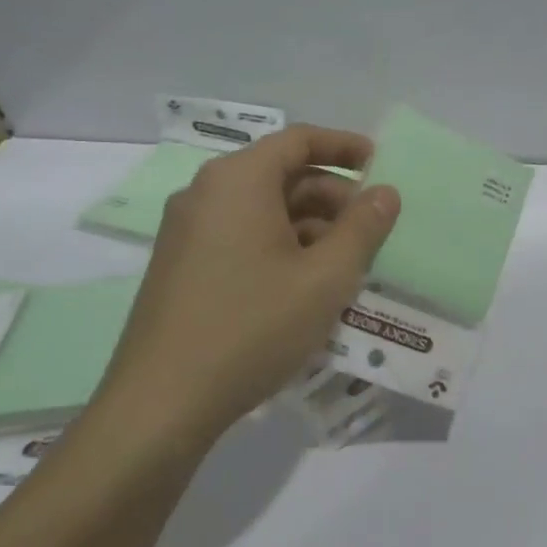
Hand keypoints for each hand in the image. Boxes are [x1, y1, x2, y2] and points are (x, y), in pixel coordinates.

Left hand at [93, 125, 399, 447]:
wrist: (161, 406)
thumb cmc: (253, 326)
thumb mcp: (326, 276)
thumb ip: (364, 227)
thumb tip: (386, 192)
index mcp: (238, 180)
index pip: (300, 139)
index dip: (346, 146)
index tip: (382, 164)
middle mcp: (207, 194)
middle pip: (284, 174)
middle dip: (335, 196)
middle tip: (374, 227)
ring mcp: (189, 232)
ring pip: (266, 209)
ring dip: (313, 225)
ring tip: (349, 263)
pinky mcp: (183, 266)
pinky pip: (244, 236)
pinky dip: (284, 245)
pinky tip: (310, 285)